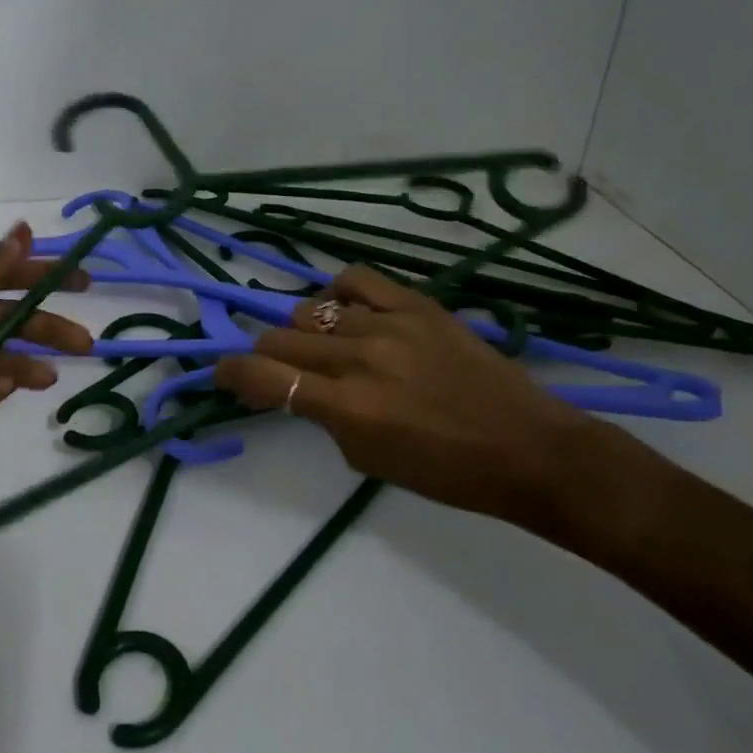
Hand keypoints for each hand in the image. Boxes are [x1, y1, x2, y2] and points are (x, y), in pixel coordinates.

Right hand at [212, 265, 593, 524]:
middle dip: (267, 356)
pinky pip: (356, 281)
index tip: (225, 375)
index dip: (231, 373)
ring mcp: (389, 324)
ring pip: (312, 310)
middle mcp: (360, 359)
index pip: (264, 377)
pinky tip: (346, 312)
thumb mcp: (370, 460)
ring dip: (304, 332)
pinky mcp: (417, 304)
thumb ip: (327, 419)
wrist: (526, 446)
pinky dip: (339, 295)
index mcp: (348, 408)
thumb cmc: (448, 472)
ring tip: (323, 346)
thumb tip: (304, 389)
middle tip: (279, 369)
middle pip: (280, 338)